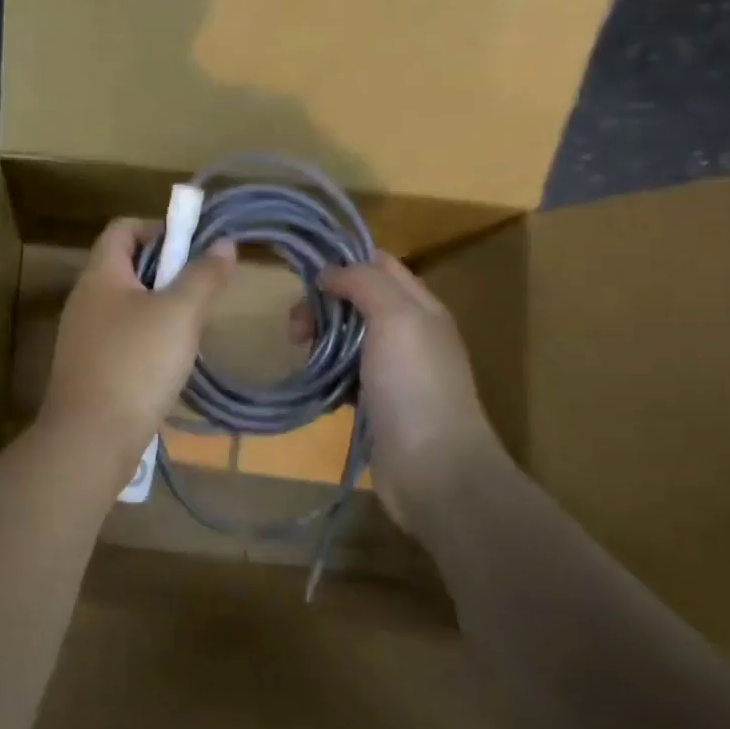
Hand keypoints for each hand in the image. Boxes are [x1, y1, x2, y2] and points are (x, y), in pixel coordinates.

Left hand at [41, 217, 236, 468]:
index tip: (193, 245)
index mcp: (100, 274)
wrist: (92, 437)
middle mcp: (85, 299)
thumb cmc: (136, 363)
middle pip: (125, 265)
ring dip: (159, 307)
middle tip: (200, 288)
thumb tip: (224, 243)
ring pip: (126, 304)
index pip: (123, 228)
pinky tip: (170, 361)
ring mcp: (83, 336)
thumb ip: (203, 275)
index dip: (159, 227)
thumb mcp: (180, 313)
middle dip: (165, 270)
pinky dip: (147, 338)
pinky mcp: (89, 368)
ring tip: (192, 326)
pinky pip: (121, 338)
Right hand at [308, 256, 509, 534]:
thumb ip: (363, 283)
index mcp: (419, 306)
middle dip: (322, 305)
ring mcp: (393, 370)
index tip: (303, 273)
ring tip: (301, 356)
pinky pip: (343, 375)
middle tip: (295, 329)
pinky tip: (313, 384)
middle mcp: (408, 332)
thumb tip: (327, 272)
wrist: (434, 467)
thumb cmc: (414, 384)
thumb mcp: (395, 318)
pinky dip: (325, 374)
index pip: (379, 264)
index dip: (343, 261)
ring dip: (319, 340)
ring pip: (346, 338)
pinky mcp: (376, 402)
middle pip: (356, 300)